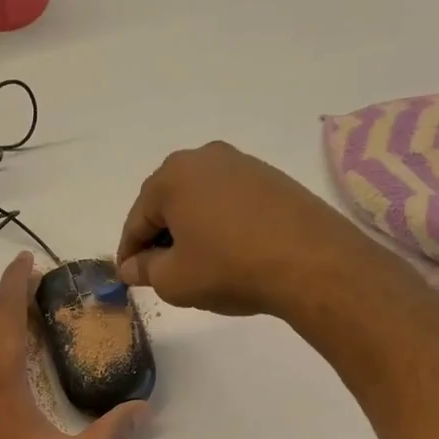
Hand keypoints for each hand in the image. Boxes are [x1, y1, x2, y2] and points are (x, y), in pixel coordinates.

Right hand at [116, 141, 371, 318]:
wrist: (311, 262)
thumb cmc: (228, 268)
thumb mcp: (173, 280)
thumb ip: (144, 270)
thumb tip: (131, 266)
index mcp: (172, 177)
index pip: (136, 220)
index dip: (128, 253)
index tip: (126, 277)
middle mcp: (204, 158)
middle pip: (167, 203)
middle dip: (158, 237)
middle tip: (159, 272)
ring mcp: (242, 164)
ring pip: (199, 201)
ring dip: (190, 230)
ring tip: (195, 264)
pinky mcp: (271, 178)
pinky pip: (229, 202)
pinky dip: (218, 225)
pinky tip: (227, 252)